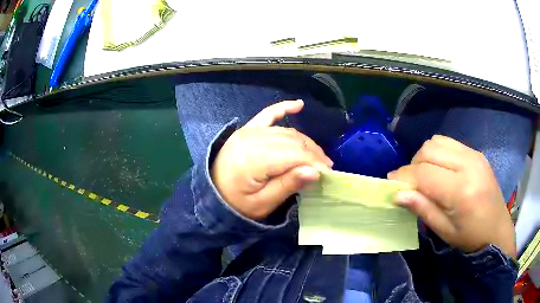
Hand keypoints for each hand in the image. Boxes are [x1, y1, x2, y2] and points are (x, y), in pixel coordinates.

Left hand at [211, 100, 332, 219]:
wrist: (211, 195)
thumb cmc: (236, 204)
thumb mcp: (262, 204)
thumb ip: (287, 185)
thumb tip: (315, 171)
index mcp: (254, 159)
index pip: (294, 155)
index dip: (315, 163)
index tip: (328, 174)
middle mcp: (252, 139)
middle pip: (293, 141)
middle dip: (314, 154)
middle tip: (327, 167)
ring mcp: (248, 131)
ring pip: (287, 131)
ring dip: (306, 142)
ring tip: (319, 156)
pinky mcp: (247, 129)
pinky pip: (268, 114)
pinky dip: (284, 108)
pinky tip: (299, 105)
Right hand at [388, 135, 515, 257]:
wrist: (497, 229)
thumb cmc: (470, 237)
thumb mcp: (444, 231)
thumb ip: (422, 209)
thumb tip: (397, 194)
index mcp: (461, 190)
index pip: (423, 172)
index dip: (403, 176)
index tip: (391, 184)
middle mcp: (468, 164)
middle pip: (429, 150)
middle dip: (413, 164)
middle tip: (410, 183)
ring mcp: (474, 155)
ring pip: (438, 141)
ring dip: (425, 156)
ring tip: (425, 176)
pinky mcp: (476, 153)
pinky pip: (450, 143)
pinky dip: (438, 153)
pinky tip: (441, 170)